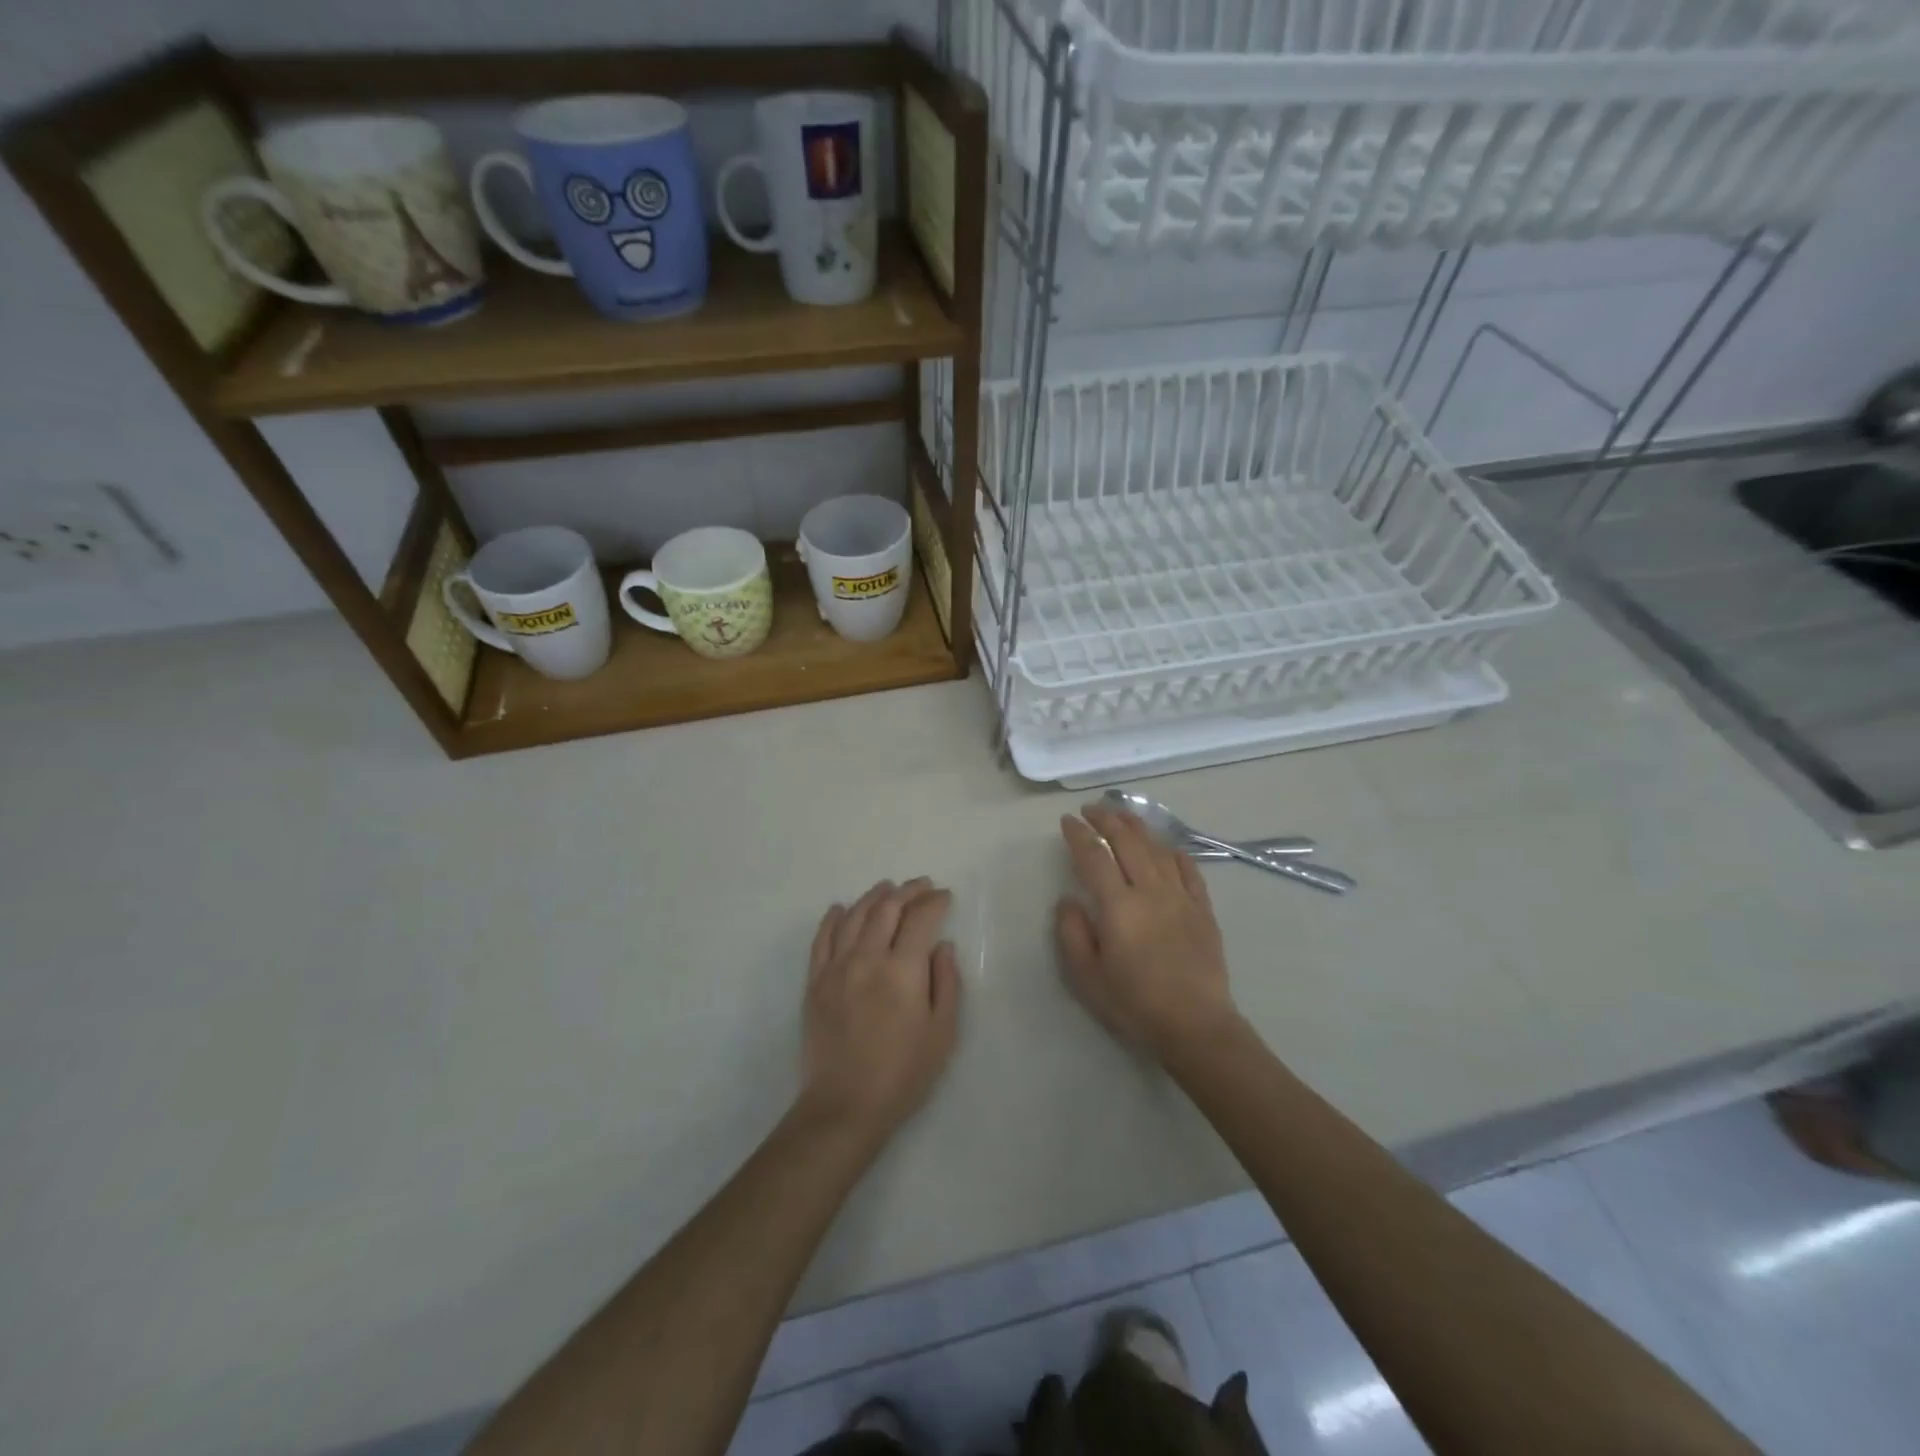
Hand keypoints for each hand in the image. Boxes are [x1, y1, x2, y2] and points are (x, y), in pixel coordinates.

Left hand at [799, 877, 961, 1142]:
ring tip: (888, 888)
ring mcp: (836, 968)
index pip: (920, 919)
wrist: (844, 1106)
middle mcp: (867, 958)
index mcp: (903, 971)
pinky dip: (833, 918)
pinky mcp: (815, 982)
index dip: (935, 902)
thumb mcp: (942, 1033)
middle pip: (887, 909)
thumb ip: (947, 983)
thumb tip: (943, 946)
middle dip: (908, 892)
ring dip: (873, 897)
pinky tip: (840, 908)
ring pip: (854, 916)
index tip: (945, 897)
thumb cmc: (902, 1074)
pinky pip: (822, 938)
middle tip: (922, 886)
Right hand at [1055, 806, 1239, 1063]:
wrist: (1196, 1026)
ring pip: (1157, 849)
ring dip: (1137, 827)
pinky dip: (1174, 853)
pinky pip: (1189, 870)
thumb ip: (1072, 933)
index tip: (1067, 820)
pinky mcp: (1202, 909)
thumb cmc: (1135, 1004)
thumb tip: (1069, 900)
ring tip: (1122, 815)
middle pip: (1127, 842)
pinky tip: (1166, 847)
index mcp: (1118, 906)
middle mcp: (1150, 891)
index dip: (1079, 834)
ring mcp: (1181, 897)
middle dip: (1106, 820)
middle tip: (1091, 809)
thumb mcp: (1088, 977)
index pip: (1094, 857)